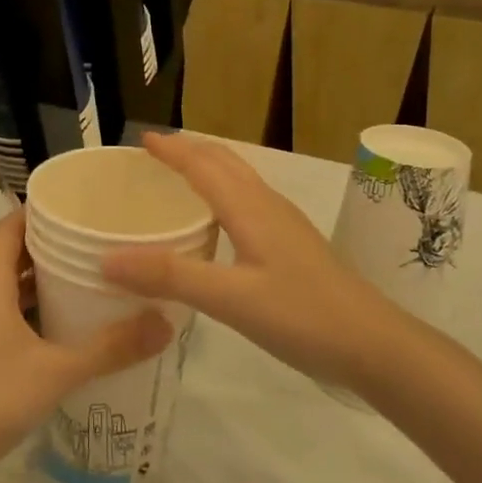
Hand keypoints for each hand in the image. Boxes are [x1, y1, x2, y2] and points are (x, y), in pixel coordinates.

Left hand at [0, 210, 172, 482]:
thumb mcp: (57, 371)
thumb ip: (111, 348)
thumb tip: (165, 323)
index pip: (8, 229)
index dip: (36, 211)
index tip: (73, 204)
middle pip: (9, 258)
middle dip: (47, 248)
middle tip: (91, 244)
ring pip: (4, 291)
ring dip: (37, 284)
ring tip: (81, 282)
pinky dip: (26, 312)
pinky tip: (55, 331)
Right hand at [101, 134, 403, 390]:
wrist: (374, 343)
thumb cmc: (302, 315)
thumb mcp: (230, 298)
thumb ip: (170, 276)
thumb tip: (107, 258)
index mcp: (250, 209)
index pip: (203, 165)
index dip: (172, 150)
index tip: (141, 140)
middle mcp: (268, 206)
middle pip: (225, 163)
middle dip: (190, 150)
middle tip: (156, 154)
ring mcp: (286, 225)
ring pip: (241, 181)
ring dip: (209, 169)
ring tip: (180, 178)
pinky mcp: (294, 246)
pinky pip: (250, 203)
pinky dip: (224, 195)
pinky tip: (218, 224)